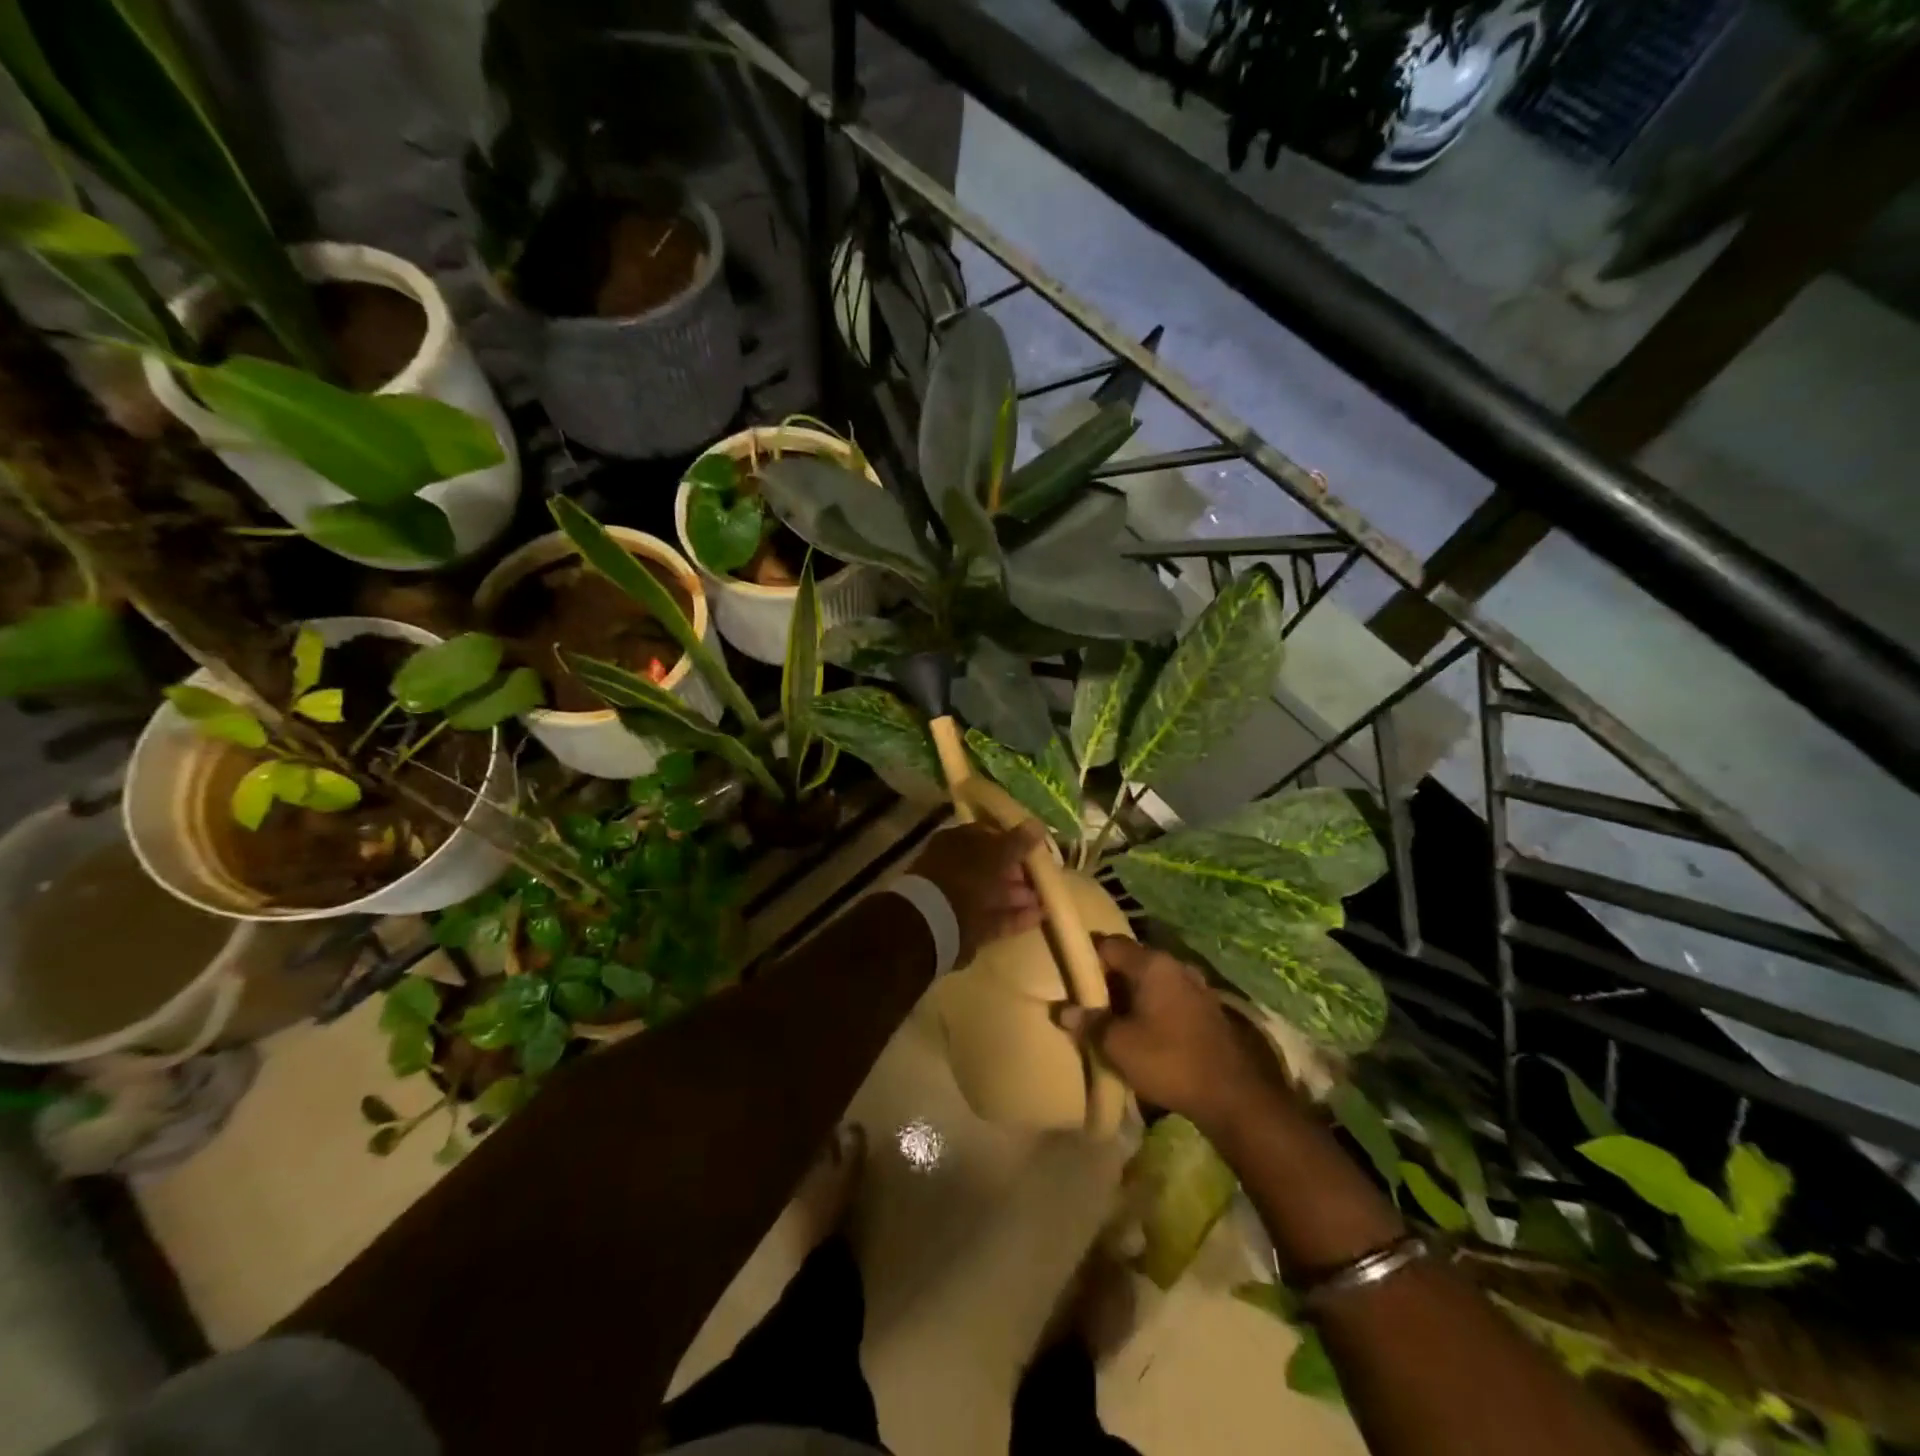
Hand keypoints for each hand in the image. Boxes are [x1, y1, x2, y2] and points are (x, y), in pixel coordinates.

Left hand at [907, 820, 1047, 965]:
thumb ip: (1018, 841)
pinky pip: (993, 917)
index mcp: (956, 842)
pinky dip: (1014, 917)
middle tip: (1040, 878)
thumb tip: (1038, 824)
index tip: (1034, 849)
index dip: (1012, 841)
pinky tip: (1038, 917)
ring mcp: (958, 897)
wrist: (936, 921)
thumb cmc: (966, 875)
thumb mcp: (997, 853)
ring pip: (992, 893)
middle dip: (1016, 872)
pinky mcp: (965, 925)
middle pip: (990, 866)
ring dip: (1018, 896)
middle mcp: (955, 866)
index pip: (987, 836)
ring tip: (1043, 899)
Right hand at [1058, 937, 1286, 1133]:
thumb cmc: (1169, 1060)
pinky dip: (1153, 1007)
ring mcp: (1196, 986)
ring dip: (1132, 994)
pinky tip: (1144, 1031)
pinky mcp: (1208, 1010)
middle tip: (1088, 1000)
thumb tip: (1063, 1010)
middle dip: (1109, 978)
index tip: (1070, 974)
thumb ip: (1089, 1024)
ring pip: (1152, 980)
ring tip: (1113, 1018)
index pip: (1110, 944)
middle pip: (1132, 960)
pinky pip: (1170, 998)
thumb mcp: (1118, 1046)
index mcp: (1152, 964)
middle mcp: (1175, 965)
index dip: (1087, 955)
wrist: (1233, 1095)